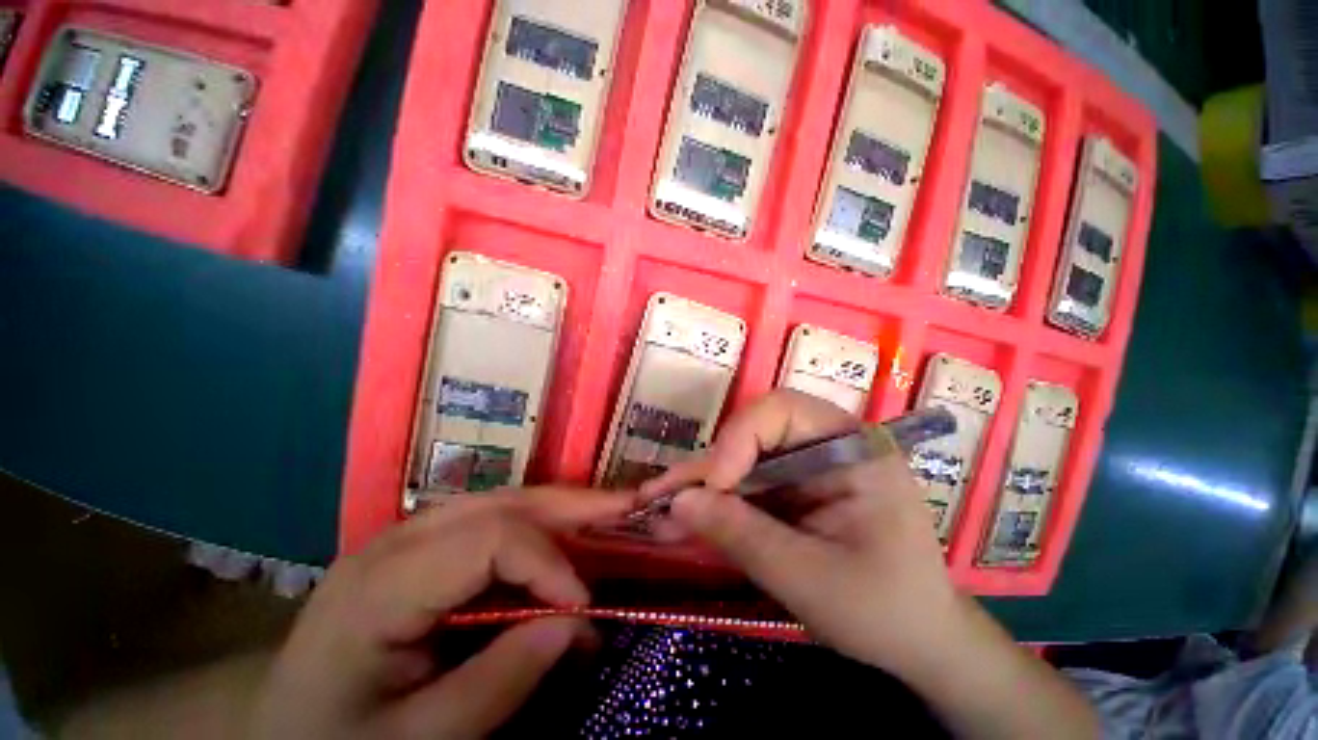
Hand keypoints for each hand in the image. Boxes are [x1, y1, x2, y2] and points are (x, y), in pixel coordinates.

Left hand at [249, 488, 636, 739]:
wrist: (279, 732)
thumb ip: (496, 686)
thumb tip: (576, 626)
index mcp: (382, 584)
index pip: (490, 539)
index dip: (549, 563)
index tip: (585, 608)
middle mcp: (398, 540)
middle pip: (502, 503)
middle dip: (571, 506)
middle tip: (627, 508)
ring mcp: (408, 537)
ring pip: (503, 502)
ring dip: (560, 510)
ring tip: (607, 514)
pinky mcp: (421, 548)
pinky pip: (492, 522)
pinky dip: (537, 529)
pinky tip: (562, 541)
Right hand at [641, 389, 961, 677]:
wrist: (920, 645)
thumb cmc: (885, 612)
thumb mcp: (812, 580)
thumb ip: (743, 536)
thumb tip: (679, 502)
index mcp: (853, 449)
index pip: (783, 410)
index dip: (738, 437)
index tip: (713, 485)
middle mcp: (826, 445)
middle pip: (753, 433)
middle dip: (709, 467)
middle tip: (663, 497)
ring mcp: (806, 468)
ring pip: (741, 460)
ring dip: (701, 486)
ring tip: (658, 508)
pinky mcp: (791, 491)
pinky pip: (744, 486)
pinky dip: (714, 504)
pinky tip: (683, 520)